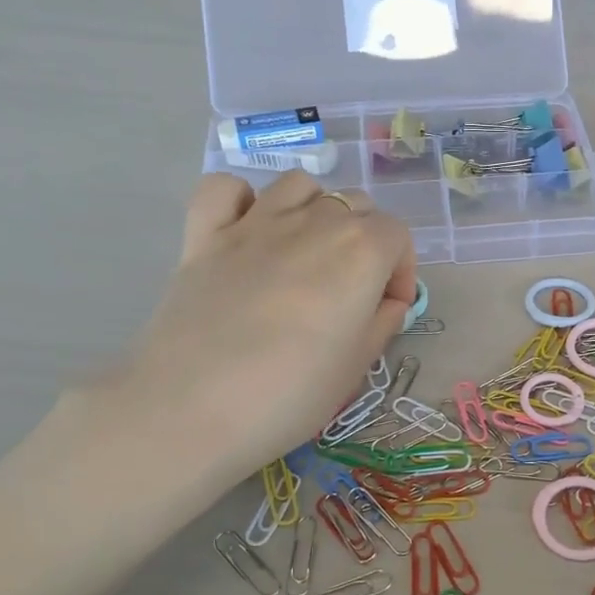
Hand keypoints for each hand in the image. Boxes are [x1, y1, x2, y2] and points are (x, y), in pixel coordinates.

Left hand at [80, 172, 416, 505]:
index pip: (397, 235)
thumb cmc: (291, 394)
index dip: (400, 271)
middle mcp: (313, 222)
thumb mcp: (358, 366)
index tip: (387, 308)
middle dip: (366, 240)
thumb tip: (384, 302)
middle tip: (352, 288)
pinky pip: (225, 188)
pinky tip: (247, 232)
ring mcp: (254, 224)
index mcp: (360, 252)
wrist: (194, 409)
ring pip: (298, 185)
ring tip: (307, 253)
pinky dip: (241, 200)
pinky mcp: (204, 235)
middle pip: (354, 204)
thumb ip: (382, 322)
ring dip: (314, 210)